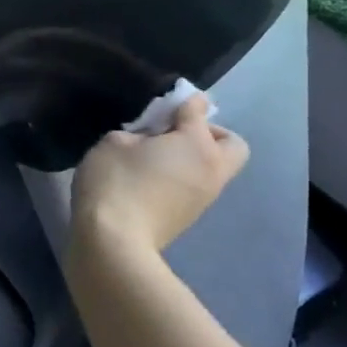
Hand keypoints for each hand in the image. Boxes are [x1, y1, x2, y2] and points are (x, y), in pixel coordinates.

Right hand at [69, 95, 248, 253]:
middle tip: (173, 135)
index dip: (182, 102)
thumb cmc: (115, 183)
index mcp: (197, 144)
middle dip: (209, 133)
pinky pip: (195, 187)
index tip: (166, 104)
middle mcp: (211, 169)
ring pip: (213, 168)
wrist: (115, 244)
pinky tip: (150, 183)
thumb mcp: (114, 142)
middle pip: (231, 144)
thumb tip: (148, 141)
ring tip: (156, 160)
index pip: (198, 110)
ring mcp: (204, 198)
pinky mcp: (189, 218)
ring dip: (193, 159)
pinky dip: (181, 179)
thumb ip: (137, 132)